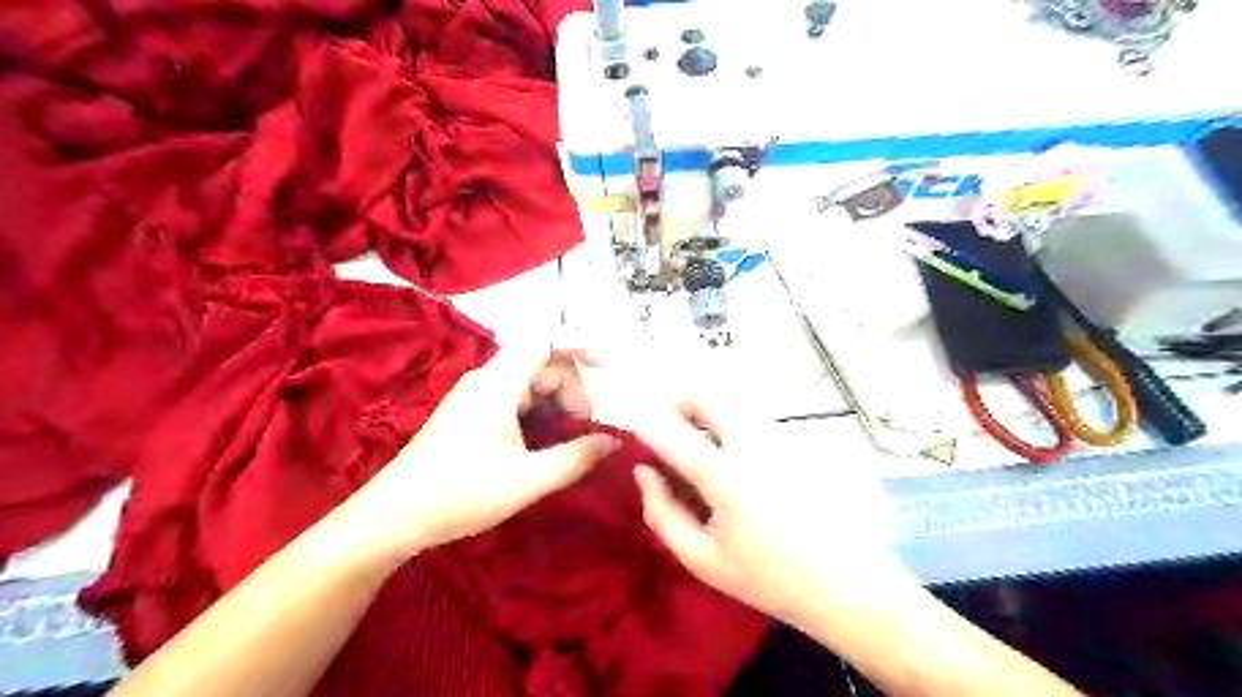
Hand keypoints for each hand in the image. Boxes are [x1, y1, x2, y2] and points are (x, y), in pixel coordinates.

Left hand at [343, 342, 619, 565]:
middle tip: (587, 428)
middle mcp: (486, 380)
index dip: (579, 345)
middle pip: (541, 365)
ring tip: (571, 439)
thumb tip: (614, 442)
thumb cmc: (461, 494)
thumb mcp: (527, 480)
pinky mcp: (469, 415)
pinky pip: (514, 400)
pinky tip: (545, 444)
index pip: (545, 342)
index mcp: (498, 384)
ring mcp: (475, 397)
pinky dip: (538, 414)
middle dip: (572, 389)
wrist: (393, 517)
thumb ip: (576, 458)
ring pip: (529, 384)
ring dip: (556, 404)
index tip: (608, 365)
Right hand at [589, 376, 909, 631]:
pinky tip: (726, 456)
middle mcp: (755, 444)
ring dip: (702, 410)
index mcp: (728, 478)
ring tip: (691, 444)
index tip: (629, 420)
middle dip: (677, 400)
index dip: (645, 422)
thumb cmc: (767, 578)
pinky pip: (749, 417)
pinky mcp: (794, 440)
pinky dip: (725, 422)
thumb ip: (662, 513)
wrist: (845, 583)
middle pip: (708, 396)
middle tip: (663, 425)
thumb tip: (643, 471)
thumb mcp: (702, 560)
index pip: (674, 434)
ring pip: (729, 402)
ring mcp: (779, 438)